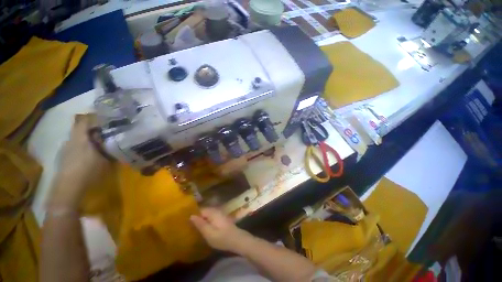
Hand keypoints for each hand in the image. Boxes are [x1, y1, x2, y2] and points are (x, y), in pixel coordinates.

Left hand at [50, 114, 109, 207]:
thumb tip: (117, 140)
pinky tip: (93, 151)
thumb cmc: (88, 171)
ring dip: (90, 136)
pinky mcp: (66, 155)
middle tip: (108, 130)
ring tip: (102, 140)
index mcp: (80, 137)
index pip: (85, 119)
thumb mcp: (104, 159)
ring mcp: (67, 147)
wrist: (68, 187)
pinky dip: (85, 144)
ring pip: (80, 136)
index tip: (108, 117)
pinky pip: (77, 144)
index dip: (96, 116)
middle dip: (95, 127)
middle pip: (82, 127)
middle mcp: (71, 139)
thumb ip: (109, 147)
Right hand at [190, 207, 252, 252]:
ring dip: (201, 220)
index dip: (193, 215)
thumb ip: (200, 224)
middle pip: (203, 212)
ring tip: (193, 228)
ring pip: (207, 215)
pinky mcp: (221, 219)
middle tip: (188, 226)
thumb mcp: (209, 233)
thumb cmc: (222, 237)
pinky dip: (206, 222)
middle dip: (197, 218)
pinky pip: (211, 218)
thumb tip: (191, 216)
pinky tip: (203, 229)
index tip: (185, 221)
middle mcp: (216, 210)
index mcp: (213, 212)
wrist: (237, 240)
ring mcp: (219, 214)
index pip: (200, 210)